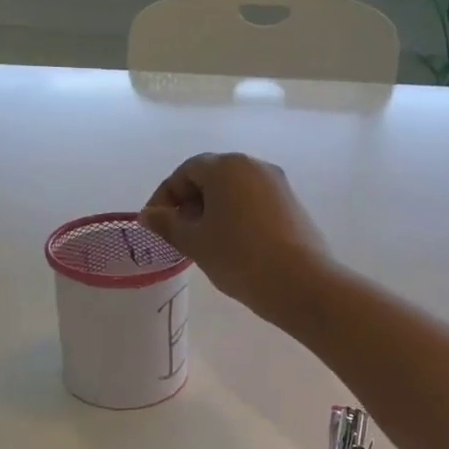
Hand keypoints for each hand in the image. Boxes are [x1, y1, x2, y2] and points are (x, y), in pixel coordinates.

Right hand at [140, 154, 332, 325]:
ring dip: (213, 210)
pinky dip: (236, 216)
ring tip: (203, 242)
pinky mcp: (292, 204)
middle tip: (178, 233)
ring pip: (234, 190)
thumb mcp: (195, 242)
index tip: (154, 224)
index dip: (165, 196)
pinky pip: (254, 202)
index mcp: (226, 167)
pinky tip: (232, 245)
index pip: (185, 171)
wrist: (300, 283)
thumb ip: (167, 224)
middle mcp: (254, 165)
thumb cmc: (239, 257)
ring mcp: (277, 183)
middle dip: (189, 201)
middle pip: (212, 176)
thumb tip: (148, 214)